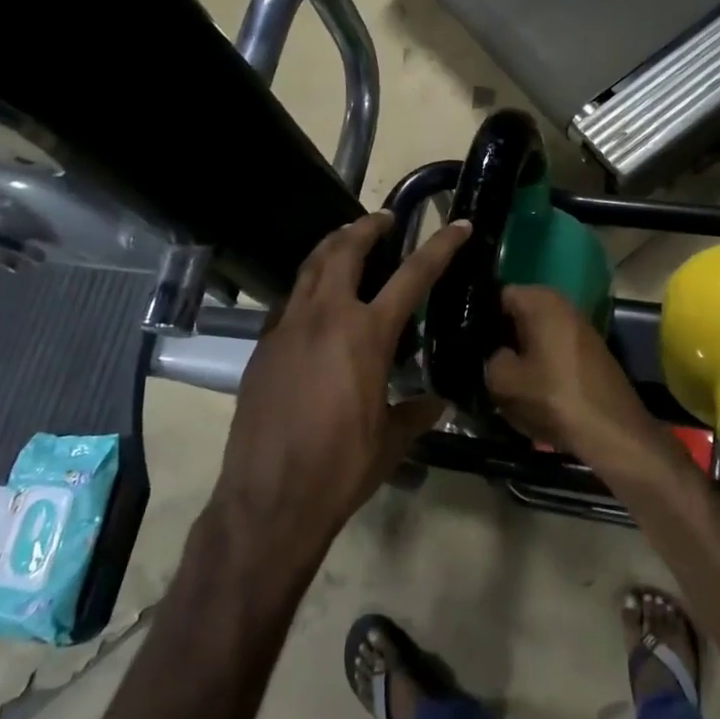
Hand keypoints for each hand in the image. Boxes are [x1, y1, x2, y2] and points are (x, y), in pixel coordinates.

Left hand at [213, 212, 470, 544]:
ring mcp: (286, 329)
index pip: (412, 275)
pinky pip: (288, 302)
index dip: (440, 246)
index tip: (458, 225)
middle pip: (345, 250)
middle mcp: (325, 318)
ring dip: (332, 247)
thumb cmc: (341, 467)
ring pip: (309, 267)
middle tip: (384, 219)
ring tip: (347, 242)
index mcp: (366, 334)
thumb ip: (416, 412)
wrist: (269, 498)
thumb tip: (438, 402)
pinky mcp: (261, 348)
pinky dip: (307, 287)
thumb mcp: (391, 439)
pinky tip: (314, 303)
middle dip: (367, 227)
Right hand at [485, 286, 669, 474]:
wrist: (612, 430)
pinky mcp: (589, 352)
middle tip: (481, 364)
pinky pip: (553, 351)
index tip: (467, 341)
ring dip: (520, 355)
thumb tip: (495, 355)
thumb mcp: (504, 382)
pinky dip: (540, 366)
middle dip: (500, 337)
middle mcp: (563, 305)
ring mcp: (579, 328)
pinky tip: (530, 390)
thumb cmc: (554, 398)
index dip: (480, 318)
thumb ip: (490, 360)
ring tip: (502, 381)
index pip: (498, 296)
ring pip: (535, 336)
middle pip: (518, 315)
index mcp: (541, 300)